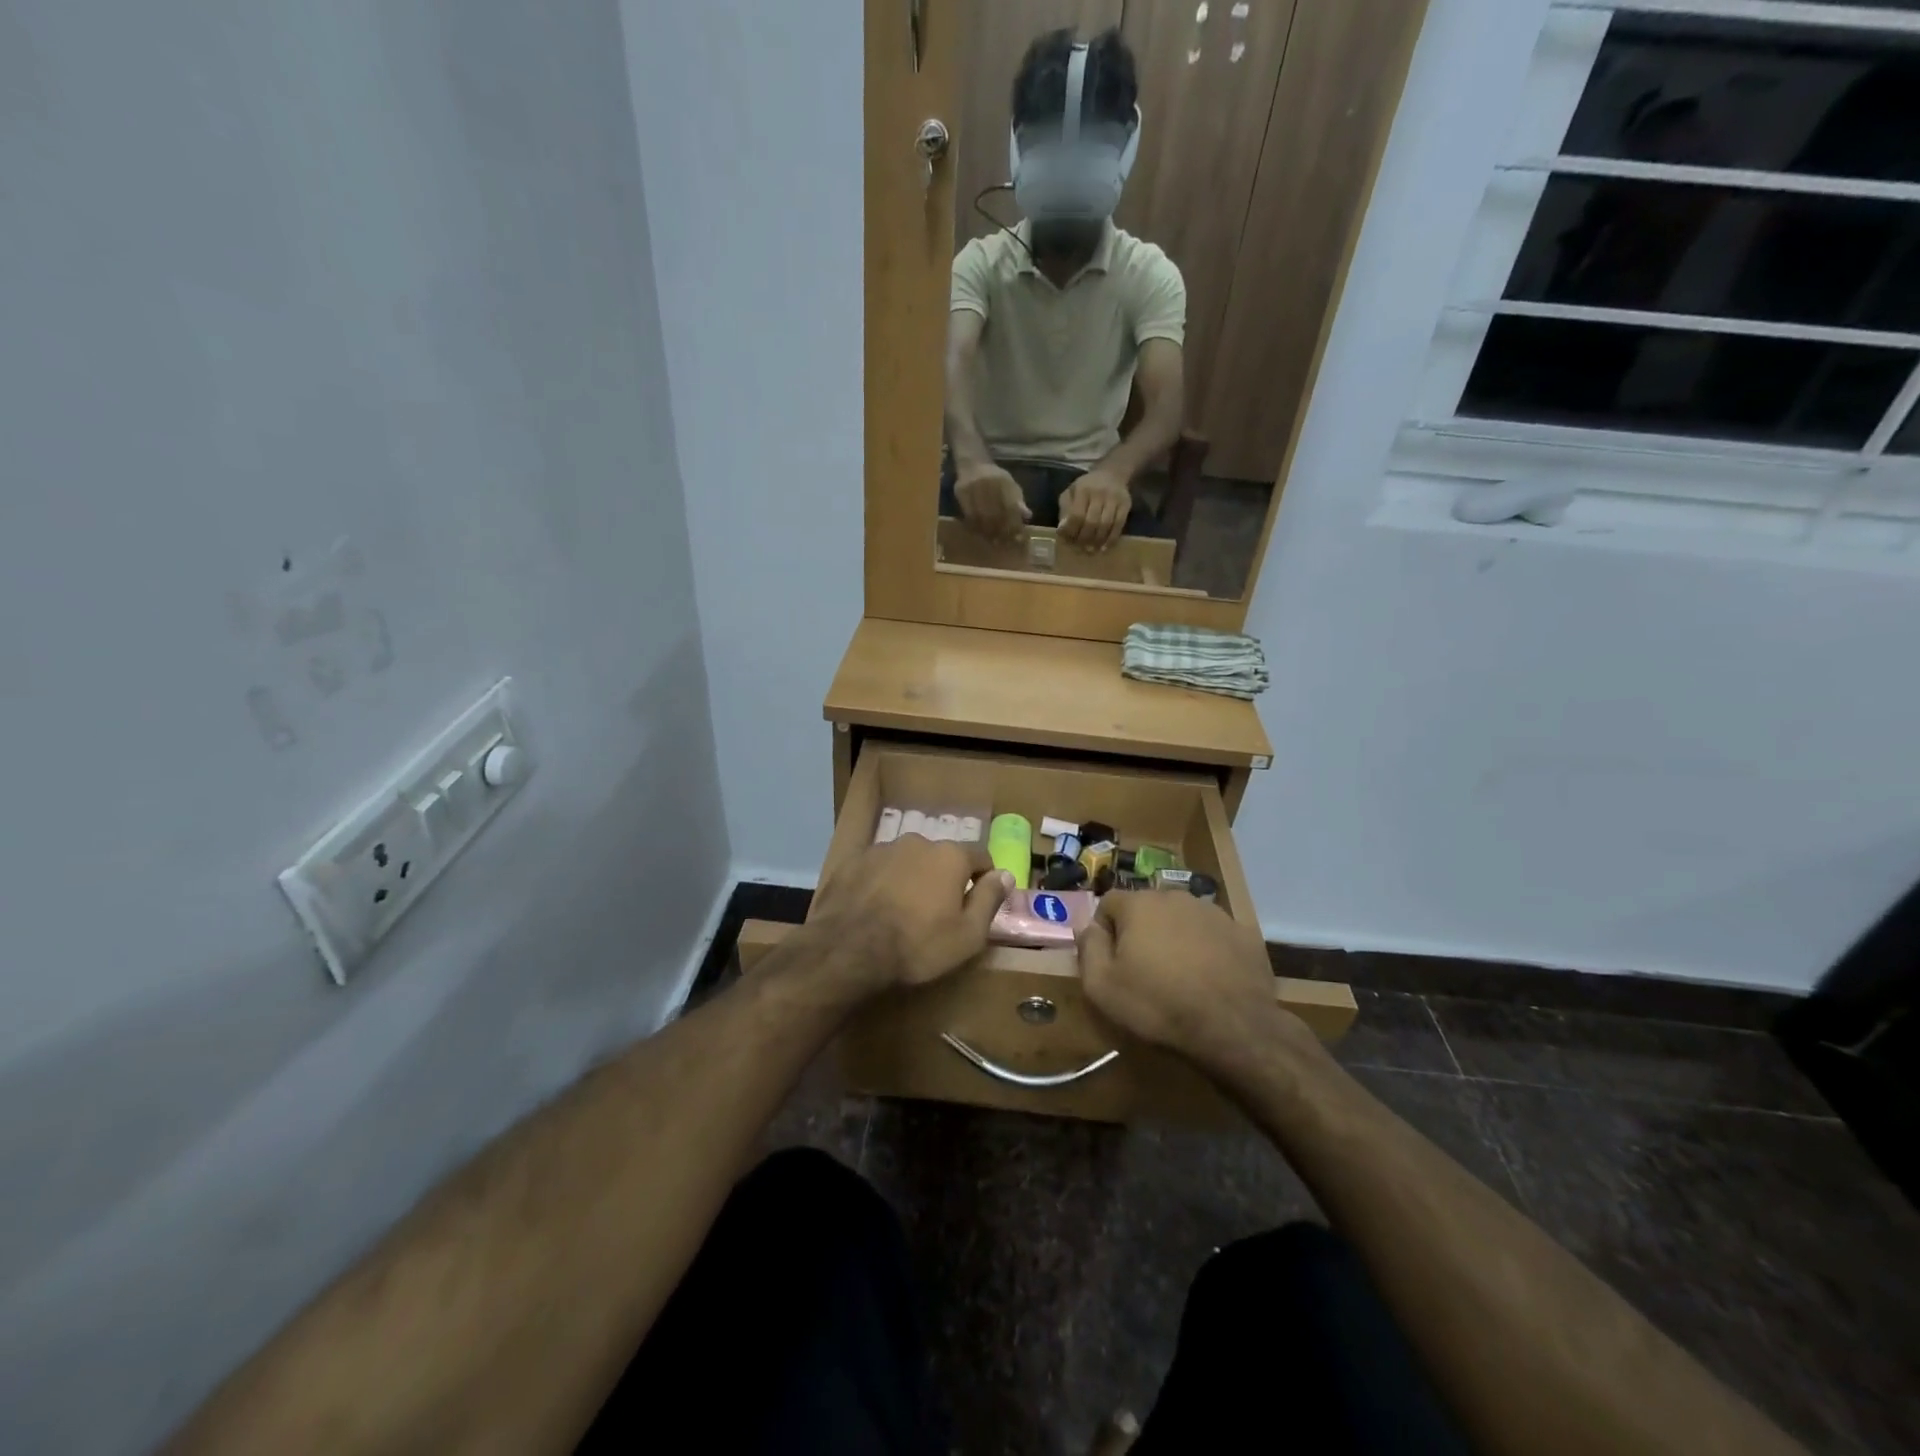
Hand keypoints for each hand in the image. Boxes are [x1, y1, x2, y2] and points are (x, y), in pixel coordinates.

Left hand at [807, 836, 1012, 997]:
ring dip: (912, 879)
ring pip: (908, 861)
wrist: (847, 948)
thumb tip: (1005, 874)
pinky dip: (882, 883)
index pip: (980, 857)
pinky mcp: (853, 861)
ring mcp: (882, 848)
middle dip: (944, 879)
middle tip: (937, 913)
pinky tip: (875, 909)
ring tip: (902, 912)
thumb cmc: (917, 945)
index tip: (976, 904)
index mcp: (950, 855)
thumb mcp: (968, 934)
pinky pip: (878, 868)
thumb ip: (990, 900)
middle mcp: (918, 841)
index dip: (983, 880)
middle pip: (941, 857)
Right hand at [954, 464, 1031, 541]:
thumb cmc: (995, 478)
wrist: (973, 464)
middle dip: (1000, 530)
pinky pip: (968, 514)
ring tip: (993, 540)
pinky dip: (975, 526)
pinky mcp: (961, 491)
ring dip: (988, 531)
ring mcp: (973, 487)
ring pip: (981, 516)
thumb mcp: (1010, 485)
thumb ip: (1018, 500)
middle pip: (995, 513)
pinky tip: (980, 532)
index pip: (1011, 507)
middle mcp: (989, 483)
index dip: (1013, 524)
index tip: (1016, 537)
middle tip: (1003, 543)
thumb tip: (1027, 516)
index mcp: (1004, 481)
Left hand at [1058, 467, 1131, 550]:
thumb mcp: (1071, 492)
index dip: (1072, 531)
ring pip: (1106, 525)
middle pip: (1092, 522)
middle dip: (1085, 538)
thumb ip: (1065, 510)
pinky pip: (1119, 525)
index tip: (1068, 540)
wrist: (1112, 473)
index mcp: (1083, 489)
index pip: (1076, 515)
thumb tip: (1062, 530)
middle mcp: (1099, 493)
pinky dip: (1111, 539)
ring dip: (1097, 541)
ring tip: (1091, 550)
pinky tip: (1104, 547)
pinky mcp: (1125, 505)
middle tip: (1081, 548)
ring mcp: (1114, 499)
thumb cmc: (1087, 487)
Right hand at [1076, 891, 1290, 1058]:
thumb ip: (1088, 948)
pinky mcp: (1243, 932)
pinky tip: (1209, 979)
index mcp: (1140, 904)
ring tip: (1179, 976)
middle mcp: (1176, 897)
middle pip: (1147, 908)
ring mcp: (1213, 912)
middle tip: (1144, 970)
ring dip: (1175, 938)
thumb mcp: (1102, 986)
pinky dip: (1207, 950)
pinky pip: (1213, 935)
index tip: (1111, 961)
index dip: (1104, 930)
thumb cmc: (1159, 1005)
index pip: (1108, 902)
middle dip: (1141, 932)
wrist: (1234, 1027)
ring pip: (1181, 919)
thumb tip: (1088, 927)